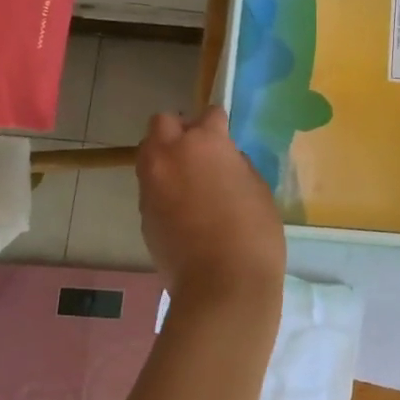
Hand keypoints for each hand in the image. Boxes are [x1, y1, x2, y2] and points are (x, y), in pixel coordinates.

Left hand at [137, 106, 286, 319]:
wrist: (222, 286)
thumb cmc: (253, 233)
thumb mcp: (257, 188)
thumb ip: (236, 165)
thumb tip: (223, 162)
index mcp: (204, 142)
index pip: (208, 114)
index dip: (219, 125)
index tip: (226, 138)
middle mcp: (170, 155)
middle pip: (162, 123)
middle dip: (179, 130)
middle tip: (199, 152)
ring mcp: (151, 184)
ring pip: (149, 153)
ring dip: (166, 158)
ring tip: (188, 181)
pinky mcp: (143, 213)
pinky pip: (150, 187)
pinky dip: (163, 189)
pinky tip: (183, 210)